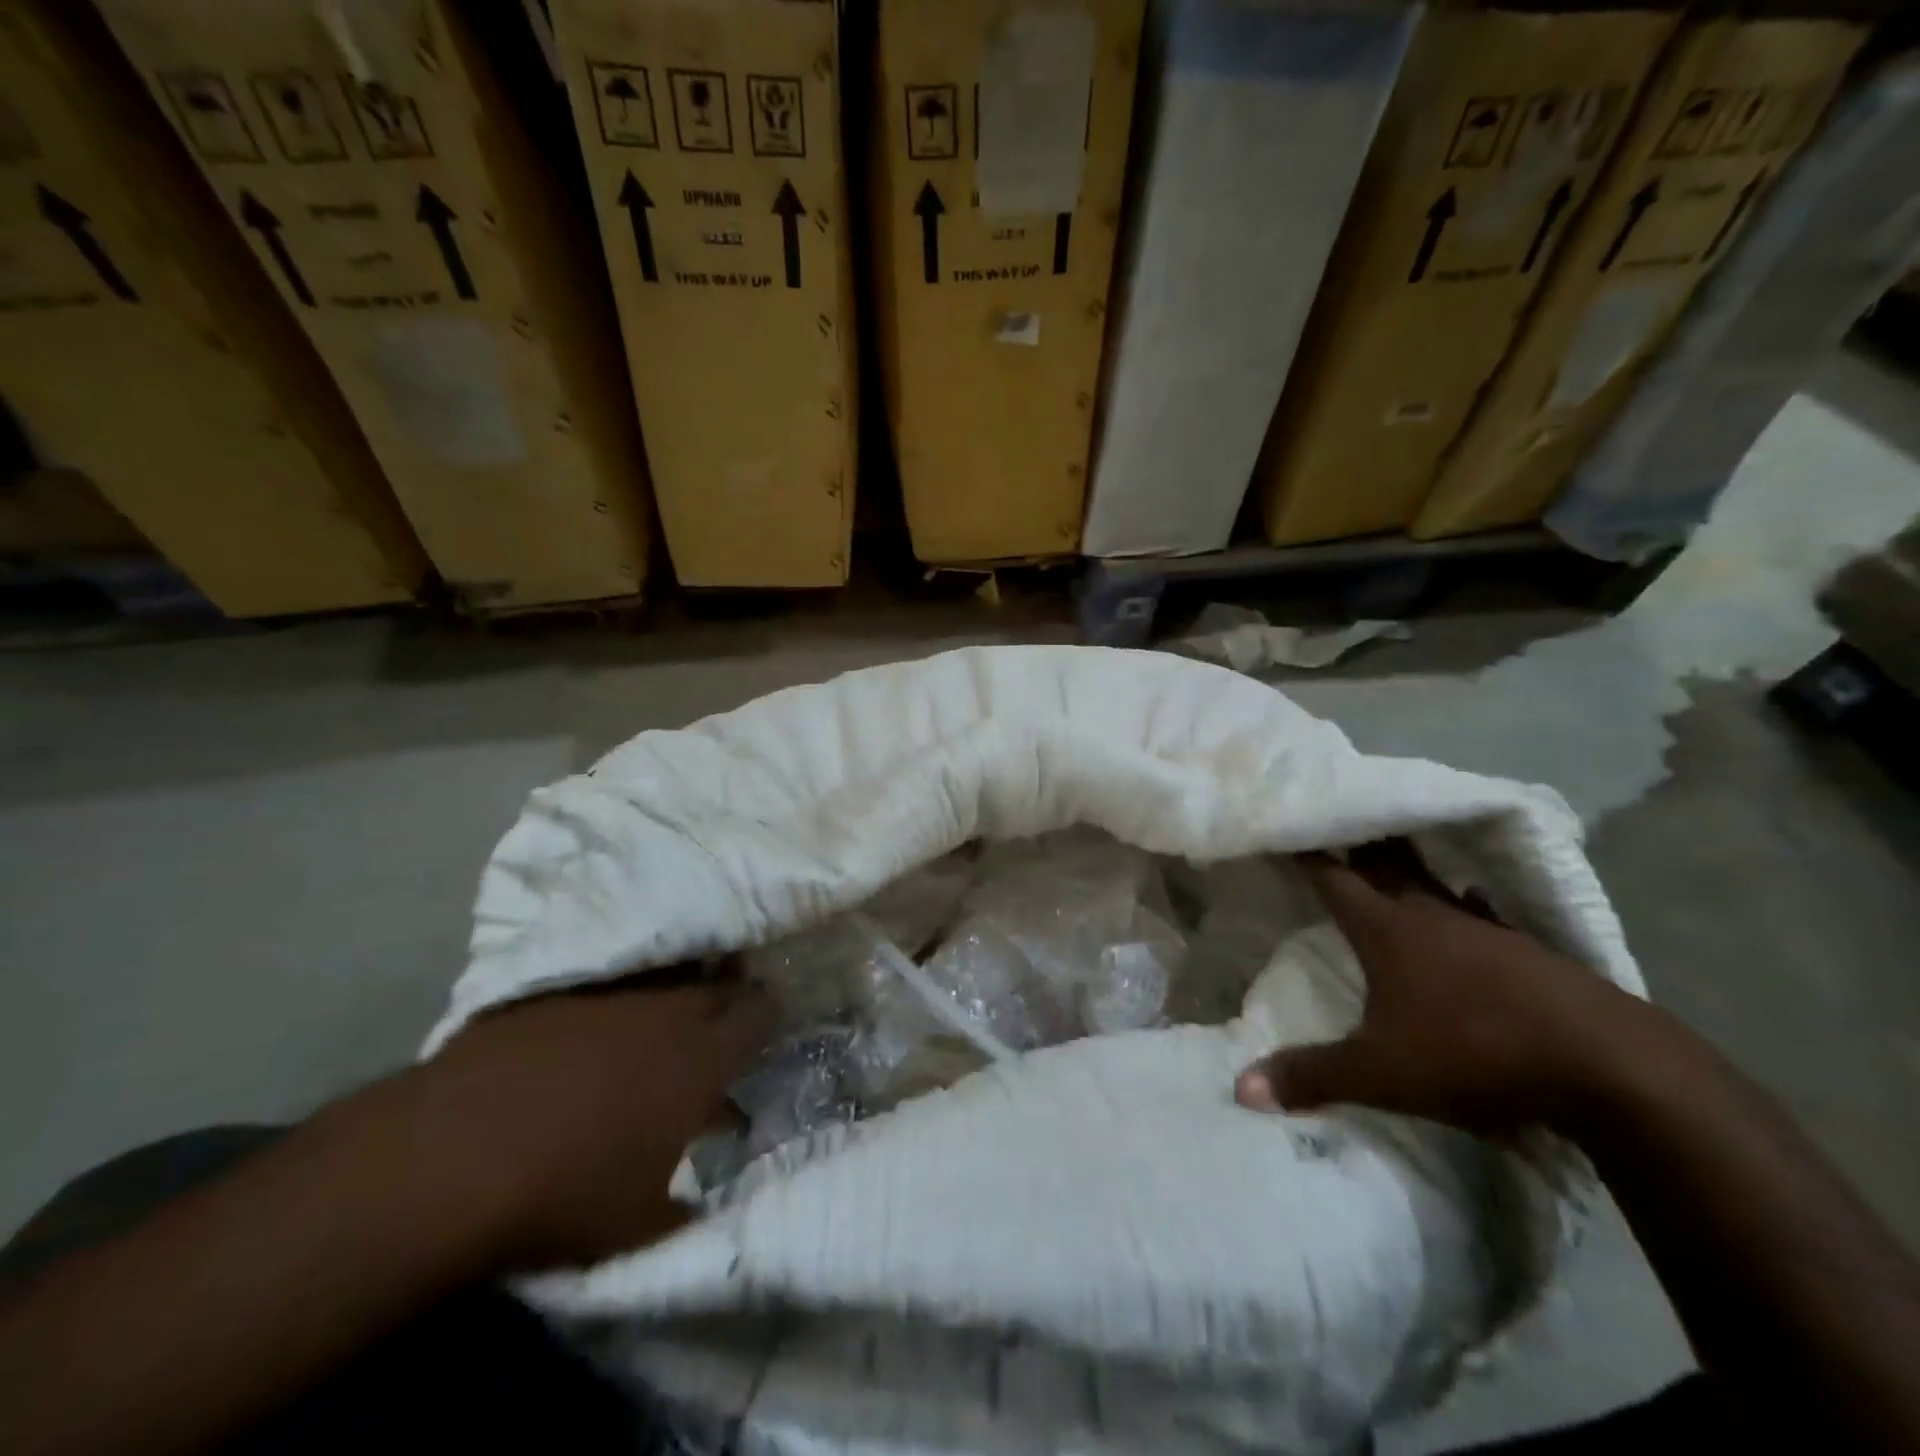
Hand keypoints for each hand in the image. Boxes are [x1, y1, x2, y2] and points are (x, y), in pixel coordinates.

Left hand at [412, 974, 772, 1271]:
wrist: (446, 1161)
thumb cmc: (566, 1196)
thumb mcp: (646, 1223)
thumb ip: (696, 1199)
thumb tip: (715, 1189)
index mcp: (702, 1057)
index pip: (760, 1014)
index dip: (769, 1018)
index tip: (767, 1030)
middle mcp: (664, 1011)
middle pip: (715, 986)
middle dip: (726, 1000)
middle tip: (719, 1026)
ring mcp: (605, 994)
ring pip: (659, 980)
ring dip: (670, 999)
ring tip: (657, 1027)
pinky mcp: (550, 994)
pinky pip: (599, 988)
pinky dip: (608, 1006)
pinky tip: (586, 1036)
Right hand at [1235, 842, 1656, 1135]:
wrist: (1609, 1066)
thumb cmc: (1473, 1053)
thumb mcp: (1380, 1074)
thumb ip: (1311, 1076)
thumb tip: (1240, 1088)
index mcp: (1387, 931)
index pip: (1335, 879)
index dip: (1310, 855)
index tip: (1290, 830)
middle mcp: (1431, 916)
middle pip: (1386, 865)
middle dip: (1359, 845)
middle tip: (1340, 824)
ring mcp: (1486, 929)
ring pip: (1434, 885)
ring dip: (1409, 870)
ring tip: (1394, 857)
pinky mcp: (1530, 952)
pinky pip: (1482, 914)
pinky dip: (1466, 905)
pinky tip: (1472, 908)